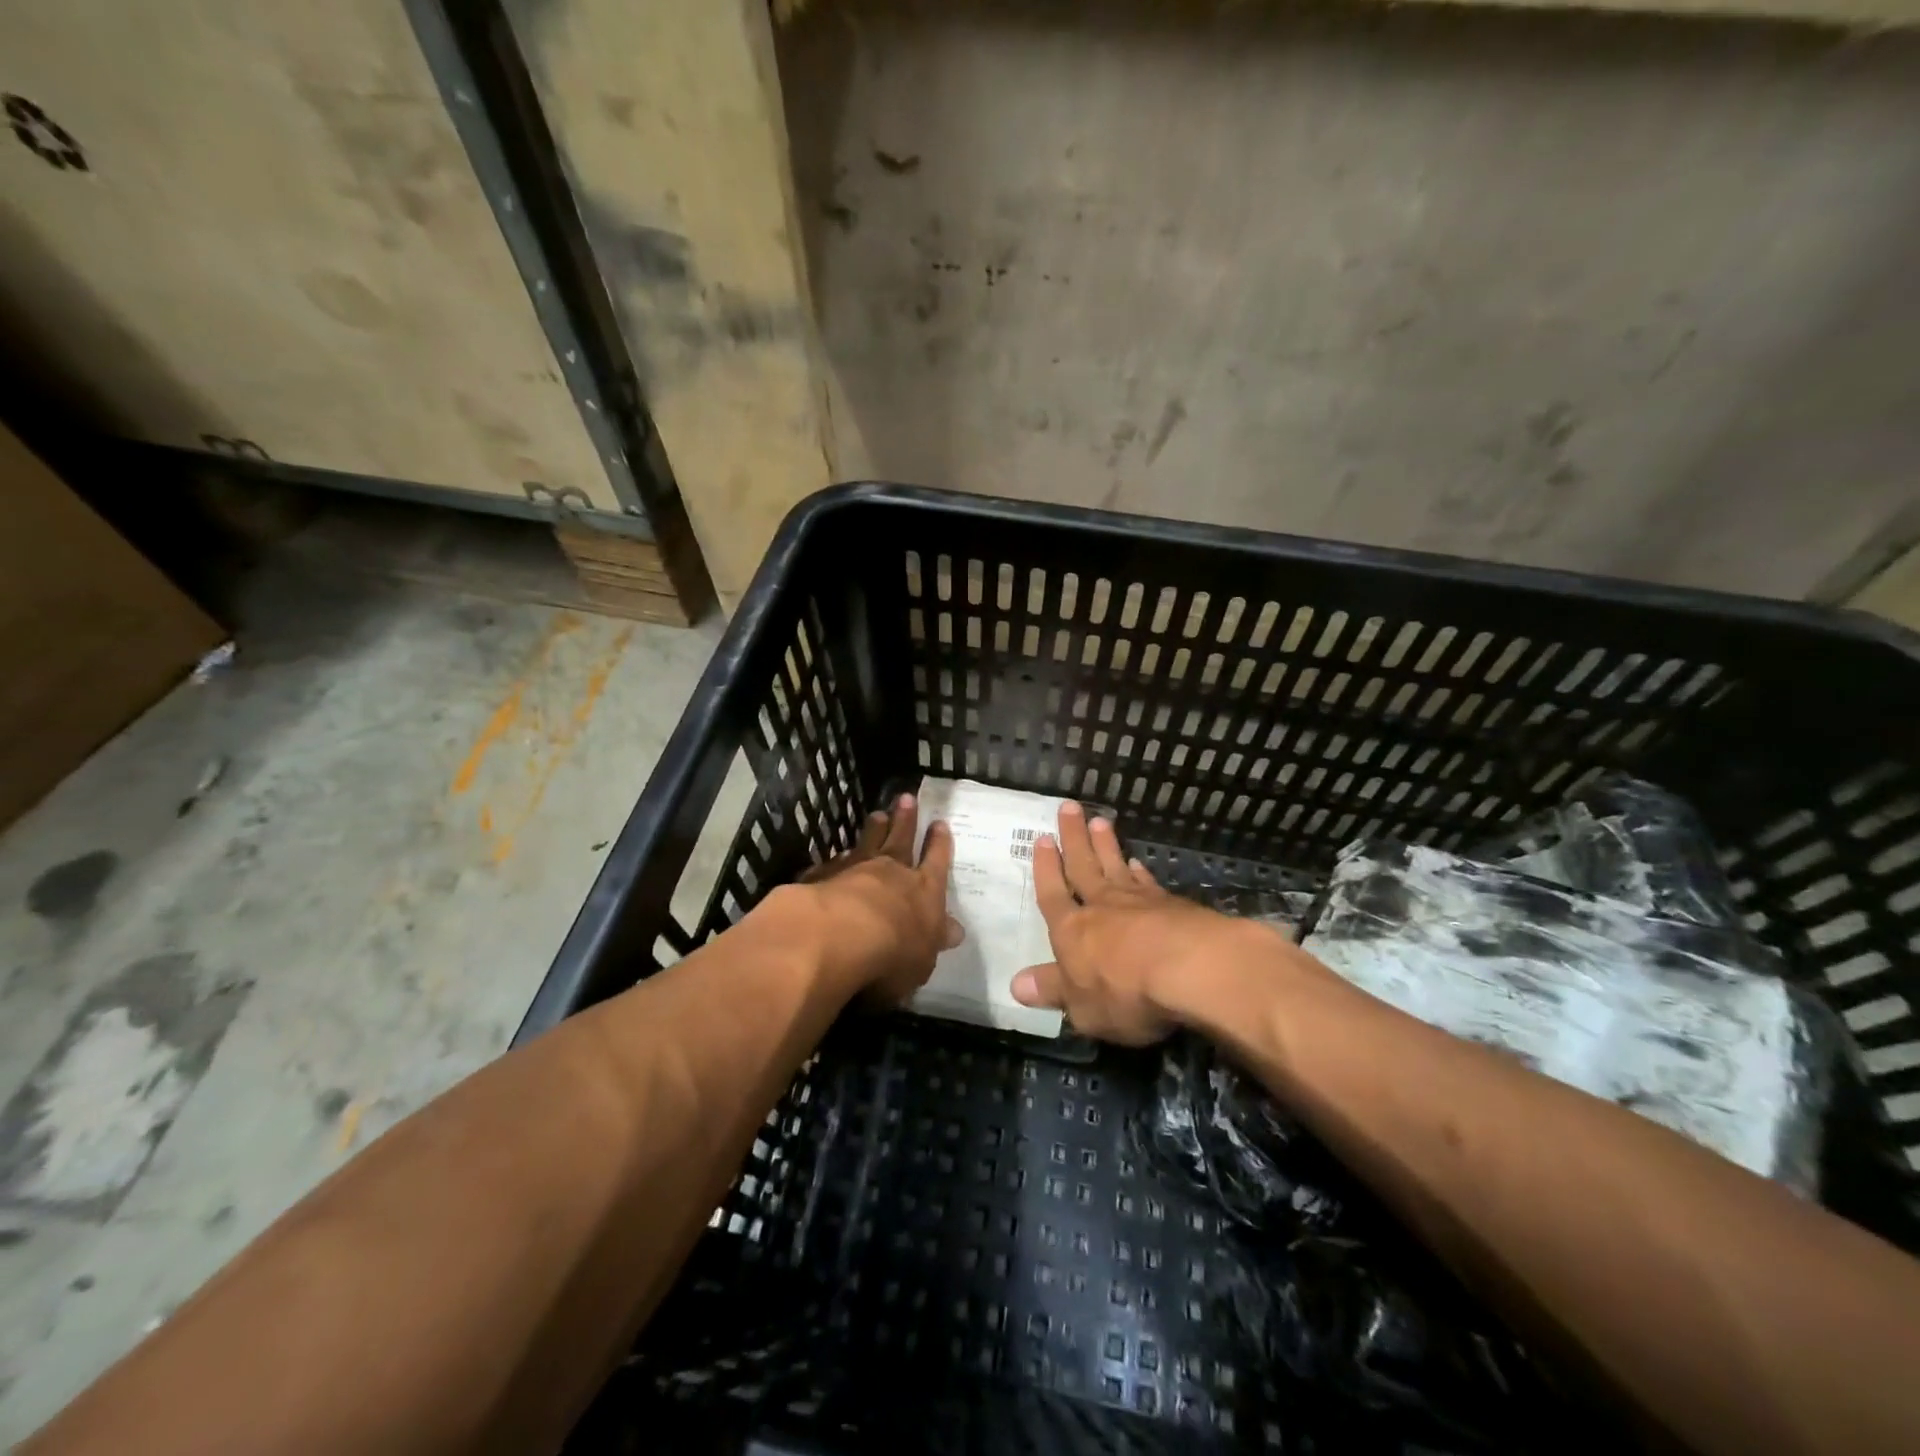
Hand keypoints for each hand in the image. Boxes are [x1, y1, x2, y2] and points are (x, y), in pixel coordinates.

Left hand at [792, 793, 960, 1002]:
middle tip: (907, 798)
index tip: (940, 824)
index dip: (939, 843)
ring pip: (868, 842)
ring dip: (874, 828)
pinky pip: (834, 862)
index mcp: (925, 890)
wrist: (839, 936)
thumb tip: (954, 930)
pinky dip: (838, 857)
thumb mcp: (925, 957)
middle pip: (902, 840)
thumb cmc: (893, 953)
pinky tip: (837, 853)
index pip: (937, 861)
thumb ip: (935, 939)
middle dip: (907, 820)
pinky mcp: (824, 876)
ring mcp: (856, 869)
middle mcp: (892, 872)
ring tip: (878, 814)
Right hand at [1009, 801, 1262, 1043]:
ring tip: (1100, 820)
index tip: (1042, 839)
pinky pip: (1148, 882)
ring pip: (1115, 865)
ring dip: (1106, 844)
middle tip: (1068, 807)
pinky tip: (1138, 862)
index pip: (1052, 894)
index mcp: (1071, 930)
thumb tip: (1016, 984)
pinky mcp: (1172, 905)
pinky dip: (1140, 871)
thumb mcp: (1080, 1006)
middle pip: (1083, 866)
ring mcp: (1138, 902)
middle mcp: (1100, 907)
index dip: (1046, 868)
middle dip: (1073, 838)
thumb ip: (1052, 990)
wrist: (1188, 968)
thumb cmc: (1124, 992)